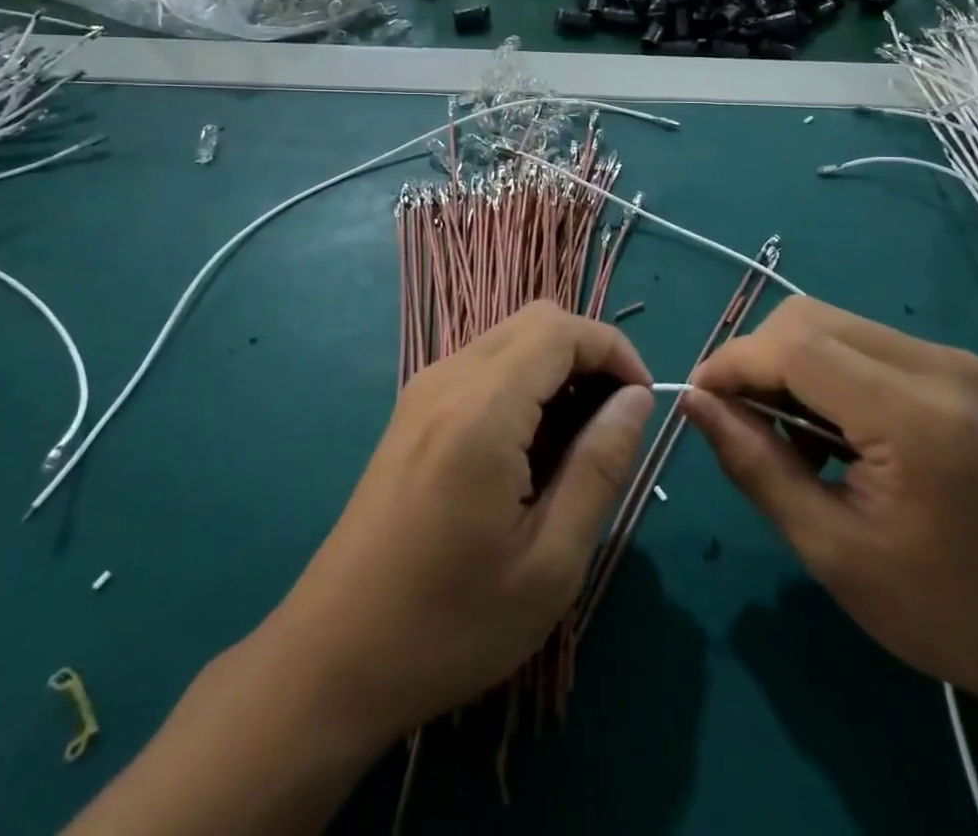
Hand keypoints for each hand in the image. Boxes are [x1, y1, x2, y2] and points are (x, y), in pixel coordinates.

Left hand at [266, 302, 654, 742]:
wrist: (334, 656)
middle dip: (588, 355)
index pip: (562, 329)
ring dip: (555, 370)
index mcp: (482, 408)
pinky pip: (483, 366)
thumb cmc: (450, 623)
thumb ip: (600, 465)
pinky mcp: (413, 411)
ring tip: (575, 445)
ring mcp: (424, 390)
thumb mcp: (550, 562)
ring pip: (509, 338)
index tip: (642, 403)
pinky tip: (529, 451)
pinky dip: (523, 383)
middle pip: (536, 320)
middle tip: (612, 424)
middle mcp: (448, 378)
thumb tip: (637, 399)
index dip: (614, 349)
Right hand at [684, 297, 977, 720]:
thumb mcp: (831, 550)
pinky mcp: (955, 367)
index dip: (733, 362)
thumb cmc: (944, 611)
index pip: (795, 346)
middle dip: (757, 359)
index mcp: (913, 417)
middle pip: (809, 318)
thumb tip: (694, 401)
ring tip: (788, 435)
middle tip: (741, 422)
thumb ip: (755, 465)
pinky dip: (824, 370)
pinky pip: (862, 342)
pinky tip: (830, 430)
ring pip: (832, 322)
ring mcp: (951, 360)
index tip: (698, 399)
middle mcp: (936, 366)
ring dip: (789, 364)